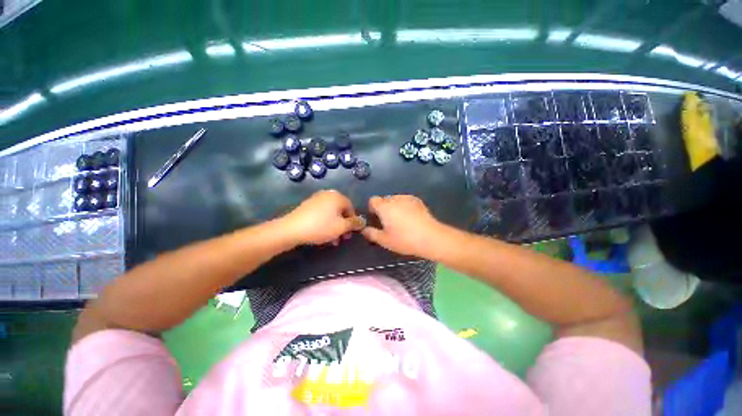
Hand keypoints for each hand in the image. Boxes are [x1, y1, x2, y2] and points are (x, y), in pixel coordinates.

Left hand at [282, 190, 363, 245]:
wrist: (291, 229)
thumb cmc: (321, 227)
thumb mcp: (342, 227)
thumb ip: (354, 224)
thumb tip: (362, 221)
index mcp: (338, 196)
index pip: (352, 209)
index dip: (353, 222)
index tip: (350, 234)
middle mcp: (328, 194)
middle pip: (341, 211)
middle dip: (343, 226)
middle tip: (342, 238)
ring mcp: (317, 199)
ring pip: (332, 214)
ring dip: (335, 227)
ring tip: (333, 240)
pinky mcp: (308, 205)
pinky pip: (322, 214)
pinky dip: (325, 223)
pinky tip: (323, 234)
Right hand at [361, 195, 446, 256]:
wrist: (430, 237)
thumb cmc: (404, 239)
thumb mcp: (384, 240)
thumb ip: (371, 234)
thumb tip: (364, 230)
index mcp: (384, 207)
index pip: (373, 200)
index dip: (372, 208)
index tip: (376, 219)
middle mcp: (395, 199)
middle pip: (384, 200)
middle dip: (384, 209)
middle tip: (389, 223)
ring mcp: (407, 198)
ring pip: (396, 200)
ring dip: (395, 207)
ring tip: (401, 220)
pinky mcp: (418, 201)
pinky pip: (406, 201)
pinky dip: (405, 206)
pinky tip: (411, 218)